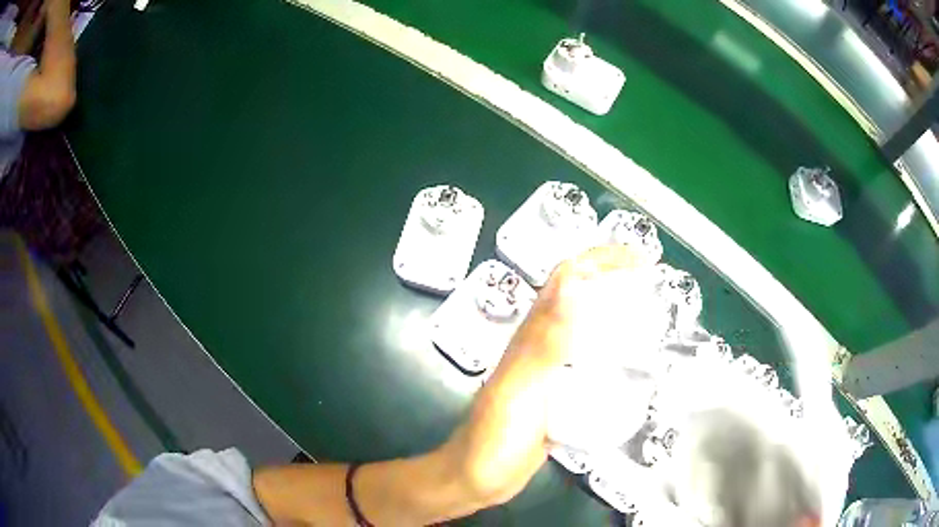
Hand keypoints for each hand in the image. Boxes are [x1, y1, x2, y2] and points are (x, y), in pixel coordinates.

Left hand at [443, 245, 646, 505]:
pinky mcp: (560, 396)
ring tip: (656, 323)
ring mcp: (552, 372)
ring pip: (590, 331)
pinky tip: (637, 368)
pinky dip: (616, 356)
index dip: (601, 259)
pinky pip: (592, 365)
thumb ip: (545, 341)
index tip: (641, 259)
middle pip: (583, 299)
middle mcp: (543, 345)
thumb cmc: (494, 437)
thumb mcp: (522, 387)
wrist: (477, 478)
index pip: (567, 278)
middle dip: (618, 284)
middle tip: (658, 290)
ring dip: (620, 318)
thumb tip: (574, 284)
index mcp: (533, 335)